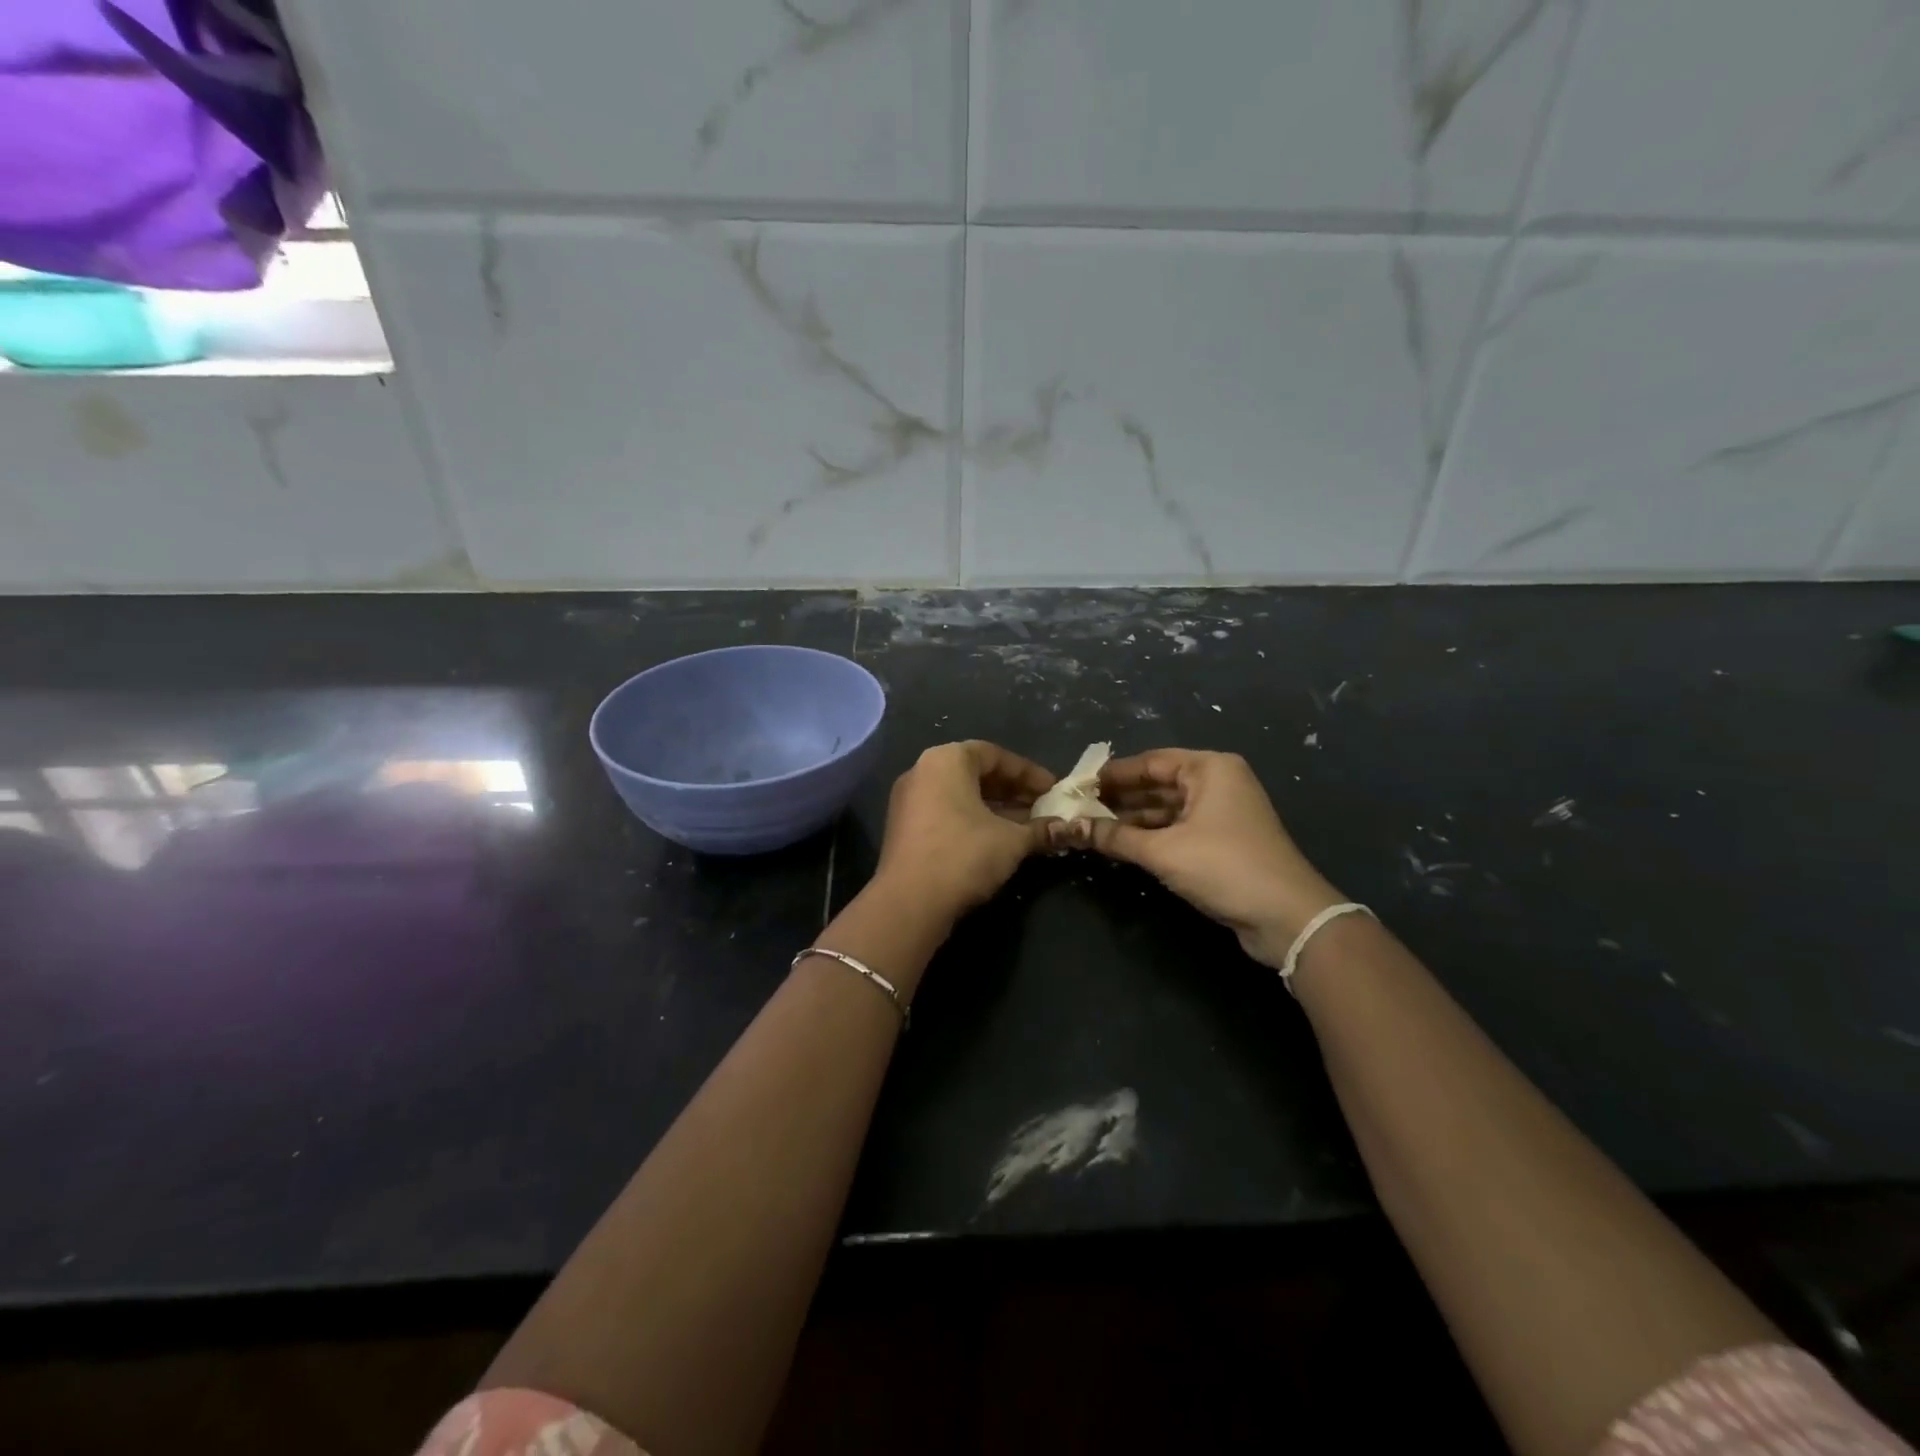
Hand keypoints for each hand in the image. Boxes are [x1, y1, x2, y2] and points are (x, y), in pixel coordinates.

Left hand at [873, 740, 1056, 922]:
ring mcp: (909, 800)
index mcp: (946, 760)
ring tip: (1028, 826)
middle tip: (1043, 807)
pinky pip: (946, 813)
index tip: (1053, 789)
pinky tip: (999, 841)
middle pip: (976, 773)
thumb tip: (1067, 829)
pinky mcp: (904, 828)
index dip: (1028, 772)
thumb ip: (1041, 829)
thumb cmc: (964, 855)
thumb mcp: (1012, 841)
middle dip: (1013, 790)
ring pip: (961, 795)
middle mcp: (922, 771)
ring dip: (996, 808)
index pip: (995, 754)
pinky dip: (973, 820)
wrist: (909, 902)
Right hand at [1072, 748, 1343, 966]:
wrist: (1287, 917)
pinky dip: (1151, 835)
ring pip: (1167, 808)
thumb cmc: (1224, 867)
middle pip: (1158, 783)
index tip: (1079, 785)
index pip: (1150, 761)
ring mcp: (1222, 813)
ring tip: (1092, 828)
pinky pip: (1178, 828)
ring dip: (1133, 819)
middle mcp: (1218, 783)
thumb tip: (1071, 828)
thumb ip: (1115, 837)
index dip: (1113, 774)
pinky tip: (1121, 845)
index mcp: (1209, 769)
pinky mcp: (1223, 841)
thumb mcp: (1163, 851)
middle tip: (1079, 808)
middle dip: (1120, 798)